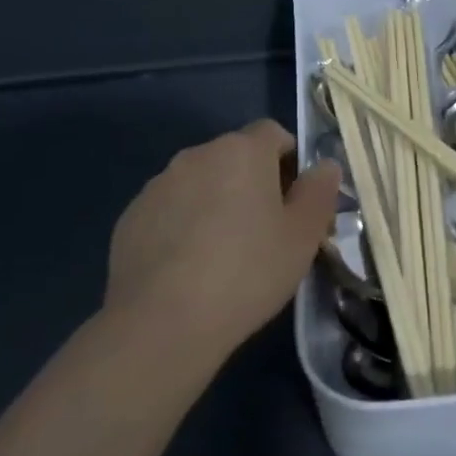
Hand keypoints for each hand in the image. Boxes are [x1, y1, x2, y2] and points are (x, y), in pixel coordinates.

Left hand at [105, 119, 340, 363]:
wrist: (162, 322)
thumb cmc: (247, 272)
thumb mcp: (302, 237)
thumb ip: (319, 192)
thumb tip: (325, 166)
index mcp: (242, 151)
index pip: (273, 132)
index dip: (289, 160)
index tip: (295, 200)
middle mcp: (197, 155)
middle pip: (234, 157)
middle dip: (252, 183)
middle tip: (265, 231)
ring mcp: (158, 185)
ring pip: (200, 183)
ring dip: (215, 203)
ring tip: (224, 255)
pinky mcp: (130, 217)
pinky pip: (169, 210)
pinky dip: (183, 226)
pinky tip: (188, 269)